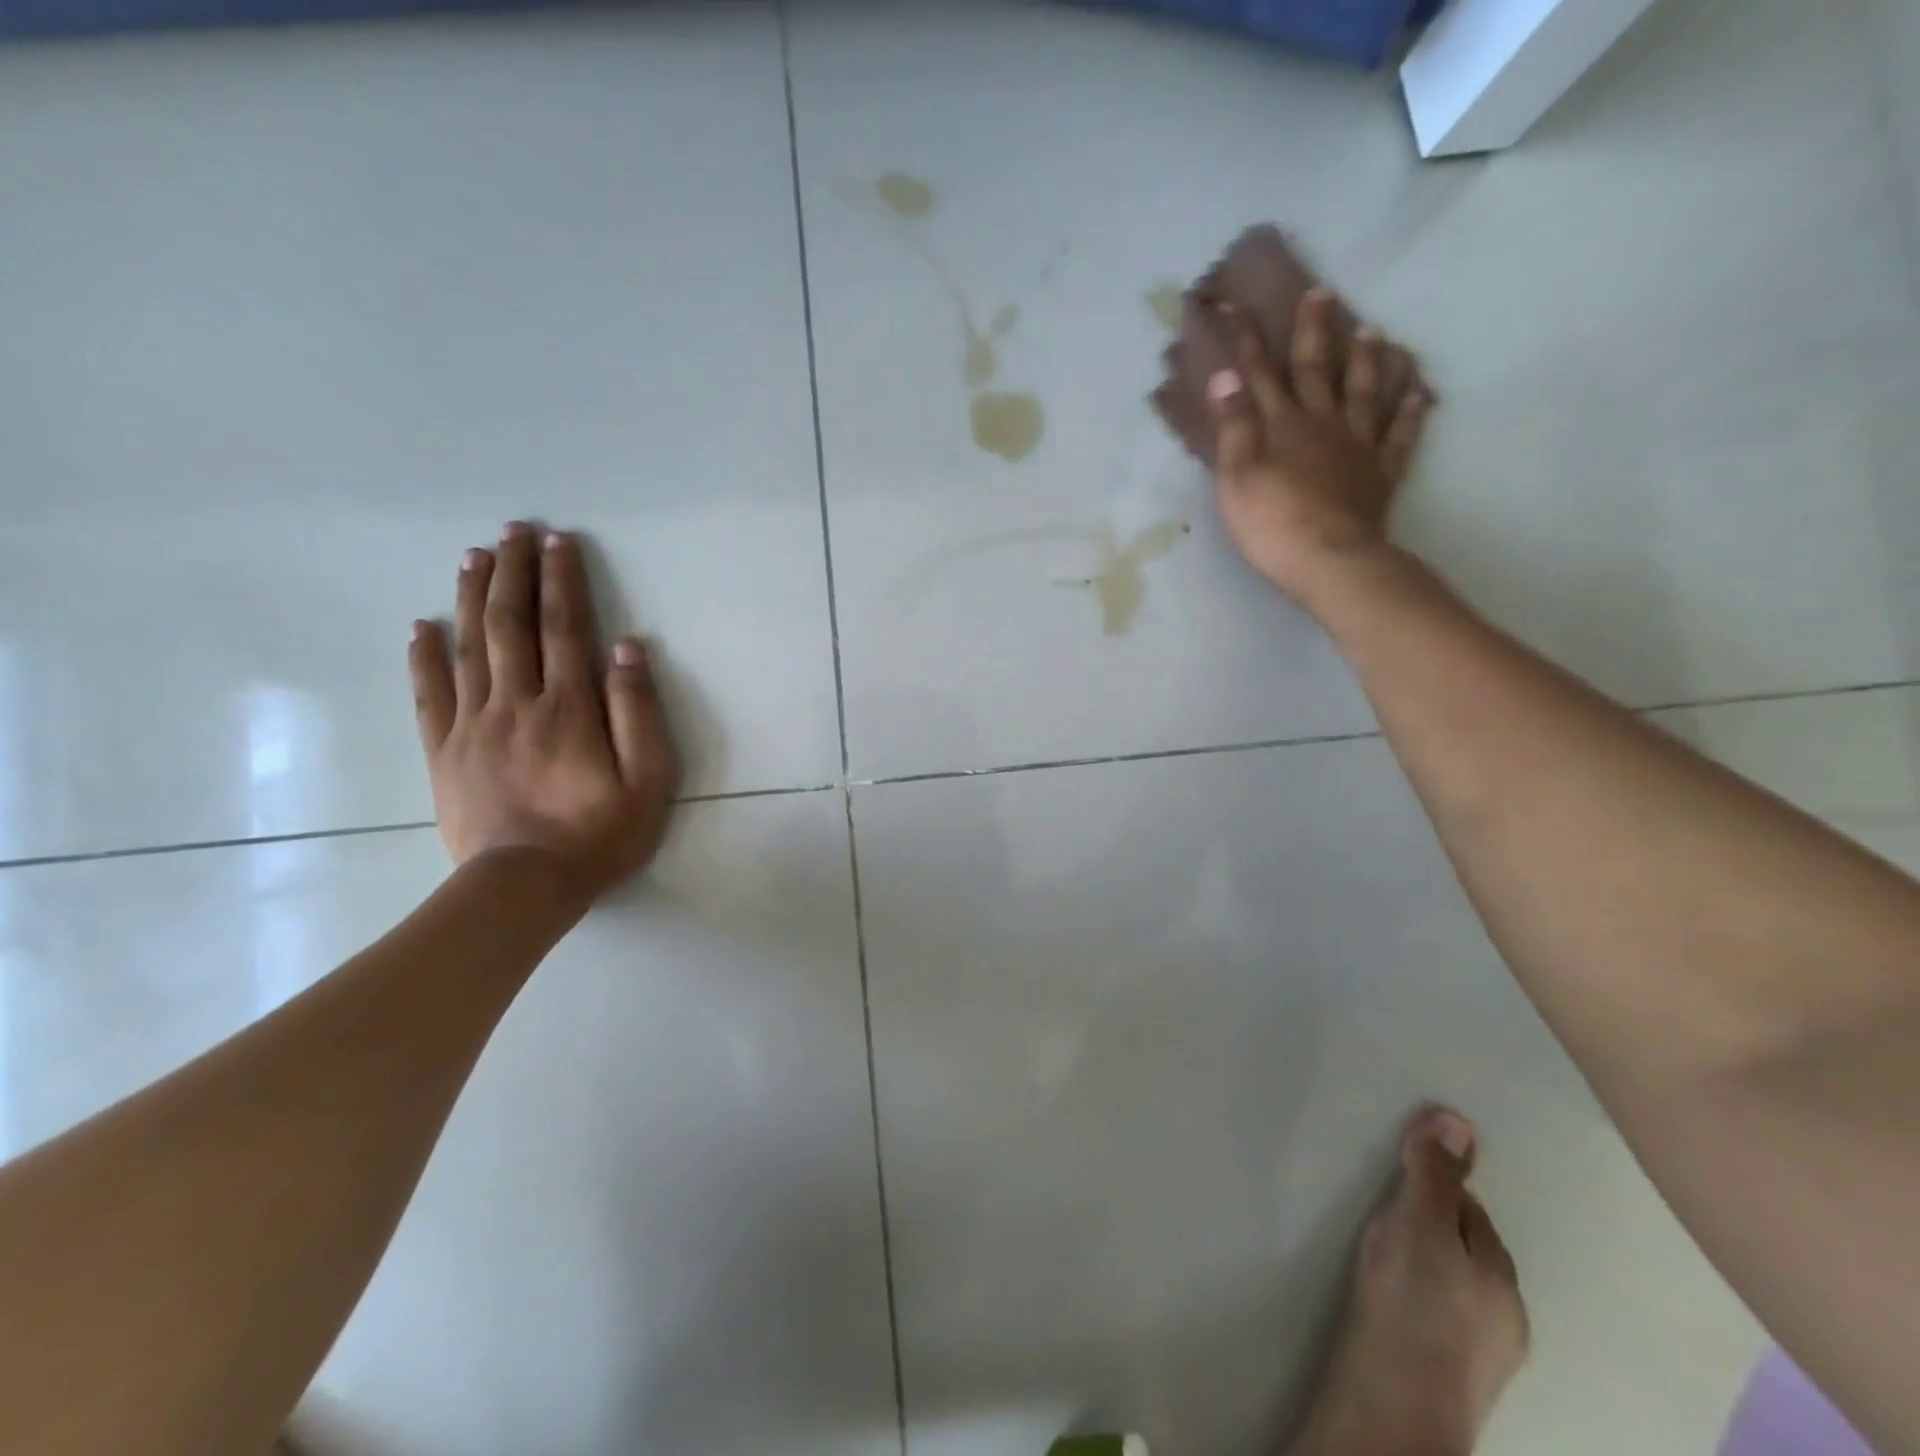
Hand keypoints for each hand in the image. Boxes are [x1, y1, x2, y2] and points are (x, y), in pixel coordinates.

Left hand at [409, 521, 680, 904]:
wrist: (524, 887)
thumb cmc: (599, 834)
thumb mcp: (648, 779)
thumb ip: (638, 712)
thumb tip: (628, 649)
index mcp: (569, 708)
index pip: (565, 628)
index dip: (563, 581)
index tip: (560, 541)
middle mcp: (517, 704)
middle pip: (512, 625)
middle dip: (515, 573)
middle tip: (515, 531)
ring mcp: (474, 726)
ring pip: (469, 648)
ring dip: (473, 598)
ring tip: (475, 557)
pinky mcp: (444, 752)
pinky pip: (429, 694)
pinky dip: (424, 656)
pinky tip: (421, 626)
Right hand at [1207, 289, 1433, 606]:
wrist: (1328, 558)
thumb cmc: (1271, 522)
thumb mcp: (1236, 477)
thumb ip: (1233, 427)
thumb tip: (1225, 376)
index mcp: (1282, 426)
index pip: (1260, 374)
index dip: (1247, 341)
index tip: (1235, 306)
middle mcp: (1322, 424)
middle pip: (1317, 371)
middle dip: (1315, 331)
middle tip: (1323, 293)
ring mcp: (1358, 446)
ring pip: (1365, 393)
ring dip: (1366, 361)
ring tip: (1374, 332)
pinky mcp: (1381, 473)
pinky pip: (1400, 435)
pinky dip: (1411, 411)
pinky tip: (1420, 393)